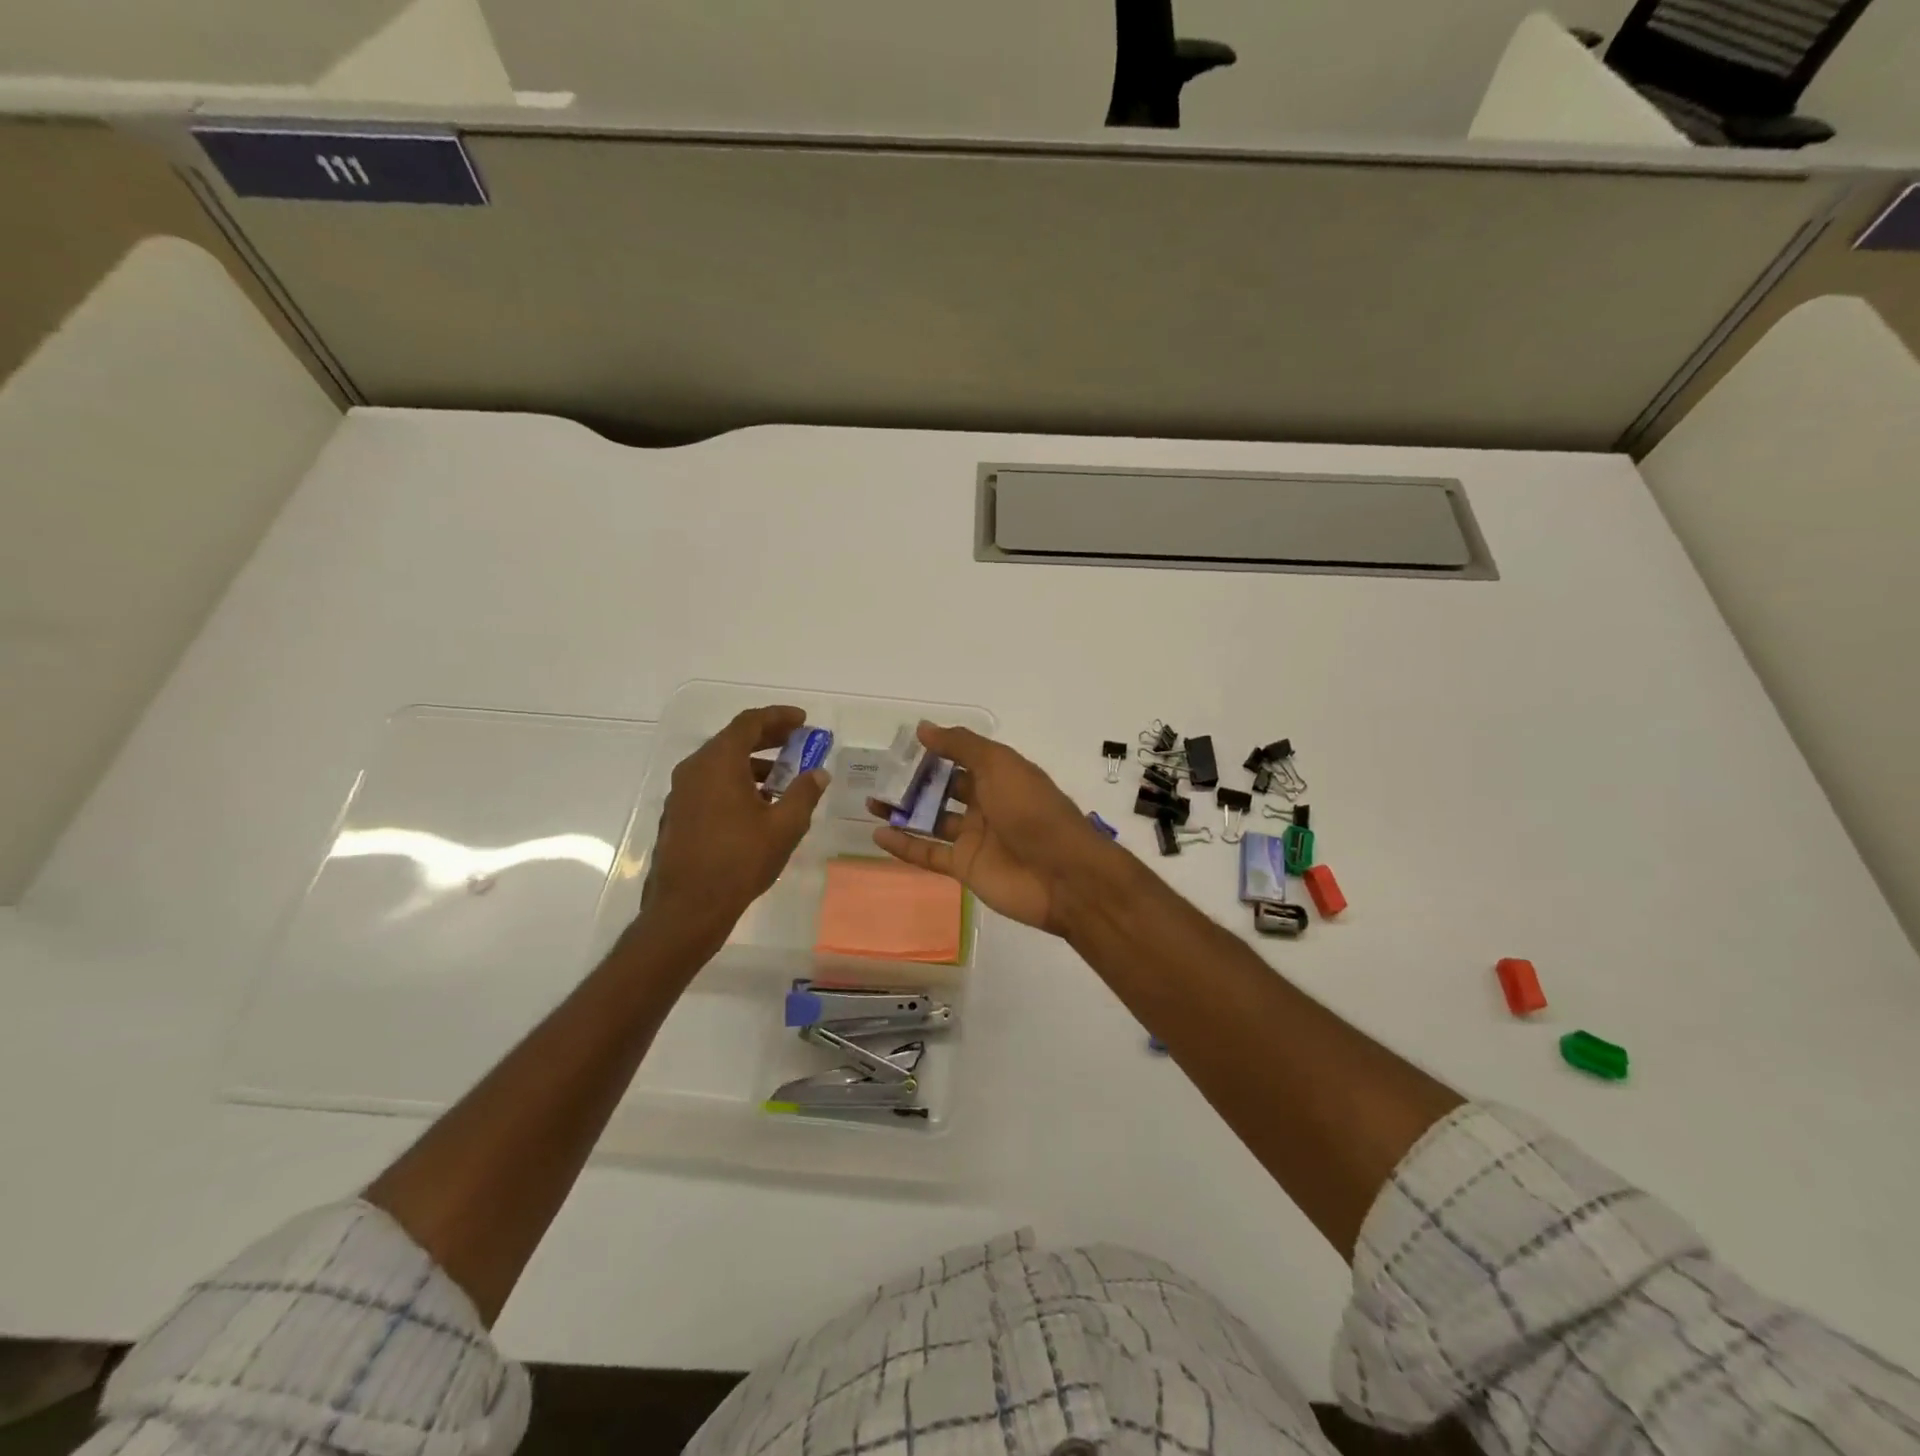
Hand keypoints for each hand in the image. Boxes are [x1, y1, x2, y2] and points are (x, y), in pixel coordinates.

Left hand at [634, 705, 827, 964]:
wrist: (687, 908)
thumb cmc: (739, 861)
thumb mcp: (784, 826)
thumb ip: (803, 793)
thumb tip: (817, 774)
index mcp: (718, 762)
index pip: (749, 723)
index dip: (778, 717)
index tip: (803, 720)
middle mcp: (694, 769)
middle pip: (733, 740)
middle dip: (768, 738)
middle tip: (798, 743)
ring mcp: (681, 793)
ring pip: (720, 764)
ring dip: (753, 764)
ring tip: (783, 778)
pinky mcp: (677, 815)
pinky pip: (710, 784)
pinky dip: (736, 783)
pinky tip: (757, 806)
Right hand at [871, 723, 1117, 935]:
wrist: (1062, 874)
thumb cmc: (1032, 810)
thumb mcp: (999, 765)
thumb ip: (960, 745)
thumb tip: (923, 727)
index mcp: (999, 776)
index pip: (961, 758)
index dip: (934, 751)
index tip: (901, 745)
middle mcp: (986, 804)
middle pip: (943, 789)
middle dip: (914, 782)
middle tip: (878, 775)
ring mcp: (974, 837)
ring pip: (931, 821)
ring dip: (903, 811)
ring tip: (870, 801)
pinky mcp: (965, 867)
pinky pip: (929, 854)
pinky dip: (905, 845)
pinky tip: (878, 833)